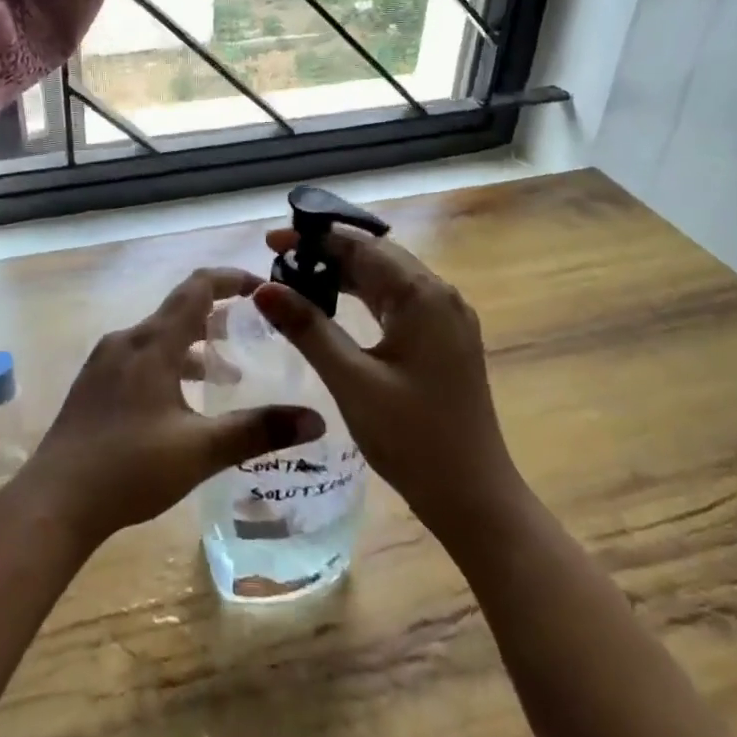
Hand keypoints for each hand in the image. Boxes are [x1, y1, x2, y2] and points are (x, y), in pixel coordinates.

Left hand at [25, 268, 325, 546]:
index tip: (264, 289)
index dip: (232, 279)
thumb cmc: (130, 469)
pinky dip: (170, 362)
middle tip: (254, 332)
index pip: (198, 287)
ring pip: (159, 336)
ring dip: (194, 345)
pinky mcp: (94, 382)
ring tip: (226, 374)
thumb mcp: (201, 451)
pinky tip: (181, 401)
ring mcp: (104, 361)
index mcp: (152, 343)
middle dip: (219, 315)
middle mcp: (127, 340)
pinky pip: (140, 356)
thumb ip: (259, 431)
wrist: (54, 501)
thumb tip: (316, 420)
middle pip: (179, 309)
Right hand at [252, 227, 519, 539]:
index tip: (272, 240)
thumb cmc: (412, 438)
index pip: (363, 247)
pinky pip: (398, 303)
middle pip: (377, 257)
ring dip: (344, 275)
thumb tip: (263, 288)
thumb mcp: (351, 380)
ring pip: (387, 279)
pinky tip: (334, 308)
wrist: (473, 498)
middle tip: (278, 260)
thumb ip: (308, 328)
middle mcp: (441, 296)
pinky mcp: (444, 341)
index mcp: (423, 296)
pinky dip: (363, 298)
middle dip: (327, 252)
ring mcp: (446, 319)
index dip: (315, 238)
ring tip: (297, 279)